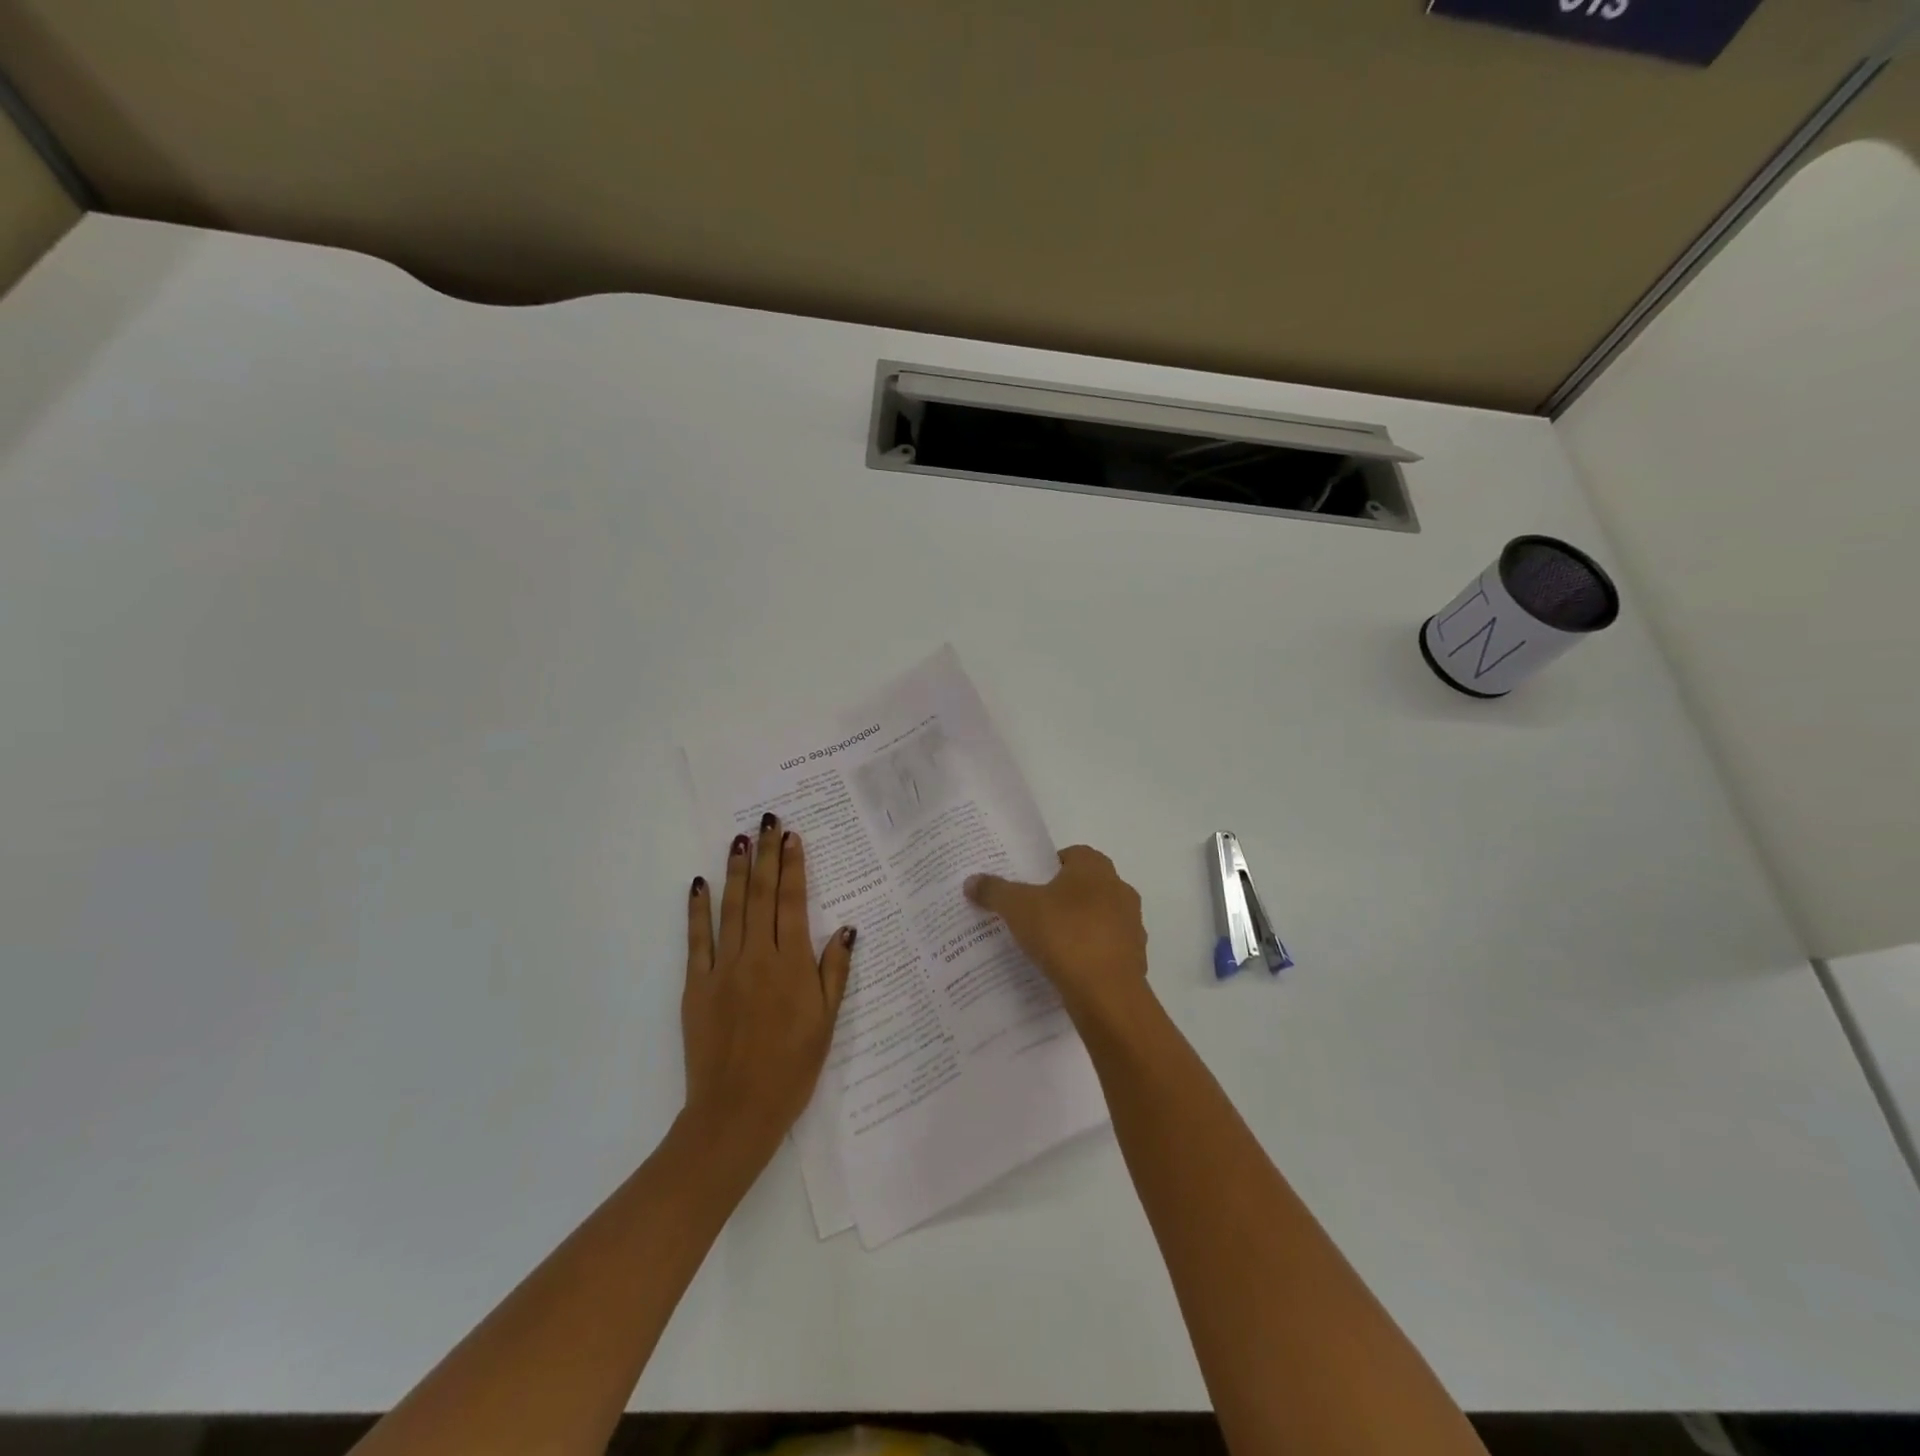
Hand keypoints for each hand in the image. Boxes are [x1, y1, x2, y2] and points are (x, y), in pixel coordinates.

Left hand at [682, 812, 853, 1170]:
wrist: (736, 1112)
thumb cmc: (792, 1068)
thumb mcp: (826, 1022)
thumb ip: (834, 972)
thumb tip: (845, 928)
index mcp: (791, 964)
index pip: (792, 902)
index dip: (792, 866)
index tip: (792, 836)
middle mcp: (757, 956)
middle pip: (761, 895)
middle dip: (765, 854)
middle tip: (767, 820)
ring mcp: (722, 968)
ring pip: (731, 908)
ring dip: (735, 870)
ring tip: (739, 838)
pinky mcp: (696, 985)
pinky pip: (697, 940)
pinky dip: (698, 909)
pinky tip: (700, 884)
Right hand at [964, 845, 1148, 1023]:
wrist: (1107, 994)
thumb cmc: (1064, 935)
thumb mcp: (1018, 908)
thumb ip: (995, 891)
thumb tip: (971, 881)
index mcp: (1095, 868)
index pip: (1071, 855)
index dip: (1047, 867)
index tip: (1027, 885)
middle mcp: (1119, 889)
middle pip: (1085, 886)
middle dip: (1061, 898)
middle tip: (1031, 913)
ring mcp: (1131, 925)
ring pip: (1098, 918)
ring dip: (1077, 927)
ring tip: (1046, 944)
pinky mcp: (1134, 958)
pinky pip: (1105, 949)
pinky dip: (1088, 955)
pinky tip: (1066, 969)